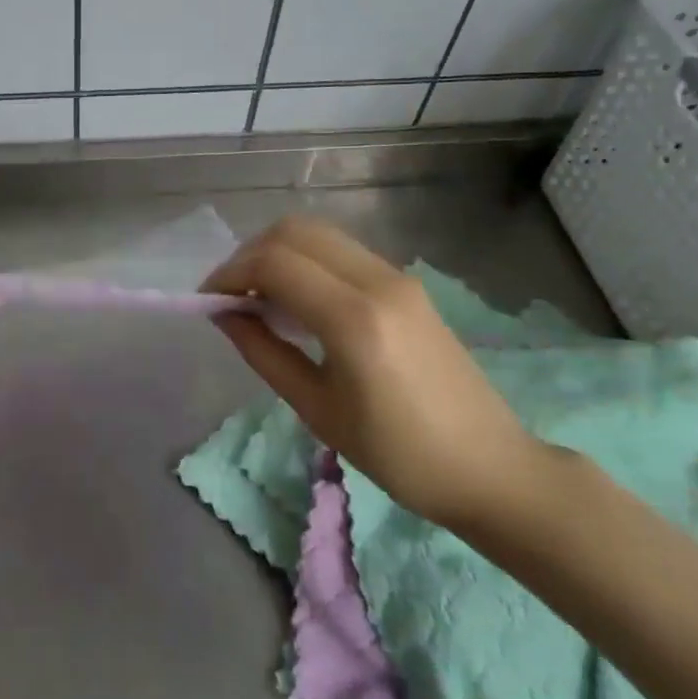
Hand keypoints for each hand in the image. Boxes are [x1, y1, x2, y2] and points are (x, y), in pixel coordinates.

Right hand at [203, 216, 542, 528]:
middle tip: (231, 294)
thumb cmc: (397, 454)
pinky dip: (306, 260)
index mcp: (354, 318)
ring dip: (278, 252)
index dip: (230, 273)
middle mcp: (377, 281)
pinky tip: (297, 299)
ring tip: (259, 295)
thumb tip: (224, 314)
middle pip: (294, 232)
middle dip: (250, 254)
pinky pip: (342, 252)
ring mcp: (397, 276)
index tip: (208, 300)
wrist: (489, 467)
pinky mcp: (407, 284)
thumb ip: (263, 352)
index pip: (274, 263)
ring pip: (319, 234)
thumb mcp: (317, 409)